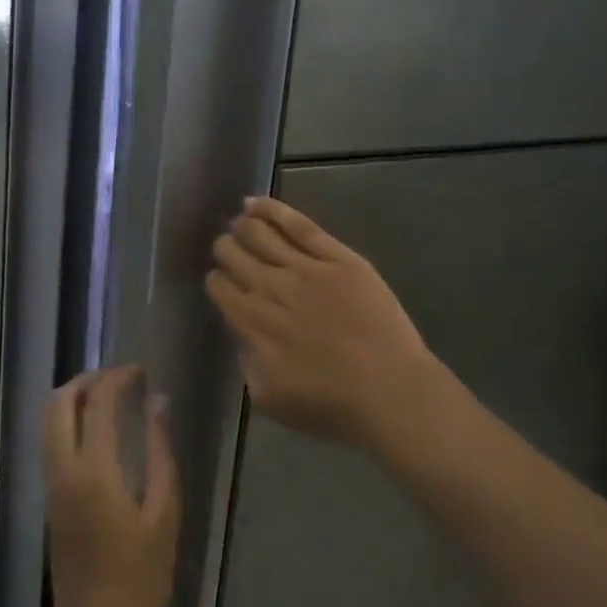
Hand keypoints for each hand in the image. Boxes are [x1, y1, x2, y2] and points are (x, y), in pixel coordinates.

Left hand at [44, 366, 179, 606]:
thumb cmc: (140, 576)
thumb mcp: (164, 513)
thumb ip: (161, 453)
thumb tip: (157, 404)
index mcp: (94, 470)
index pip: (97, 403)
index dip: (117, 378)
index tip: (140, 371)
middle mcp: (63, 470)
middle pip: (58, 404)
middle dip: (85, 381)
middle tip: (118, 378)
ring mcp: (52, 486)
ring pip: (49, 423)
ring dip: (73, 400)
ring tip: (109, 397)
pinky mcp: (51, 501)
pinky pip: (52, 444)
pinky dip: (68, 422)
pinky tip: (98, 431)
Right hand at [205, 197, 448, 452]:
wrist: (390, 391)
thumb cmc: (330, 404)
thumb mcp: (268, 398)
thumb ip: (246, 362)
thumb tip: (243, 335)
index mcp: (251, 322)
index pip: (219, 287)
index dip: (216, 281)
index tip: (221, 281)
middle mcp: (270, 287)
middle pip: (233, 253)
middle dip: (225, 248)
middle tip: (228, 249)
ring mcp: (305, 267)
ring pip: (260, 233)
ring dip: (243, 225)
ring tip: (240, 222)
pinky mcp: (337, 256)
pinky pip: (299, 225)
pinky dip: (272, 210)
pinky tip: (255, 202)